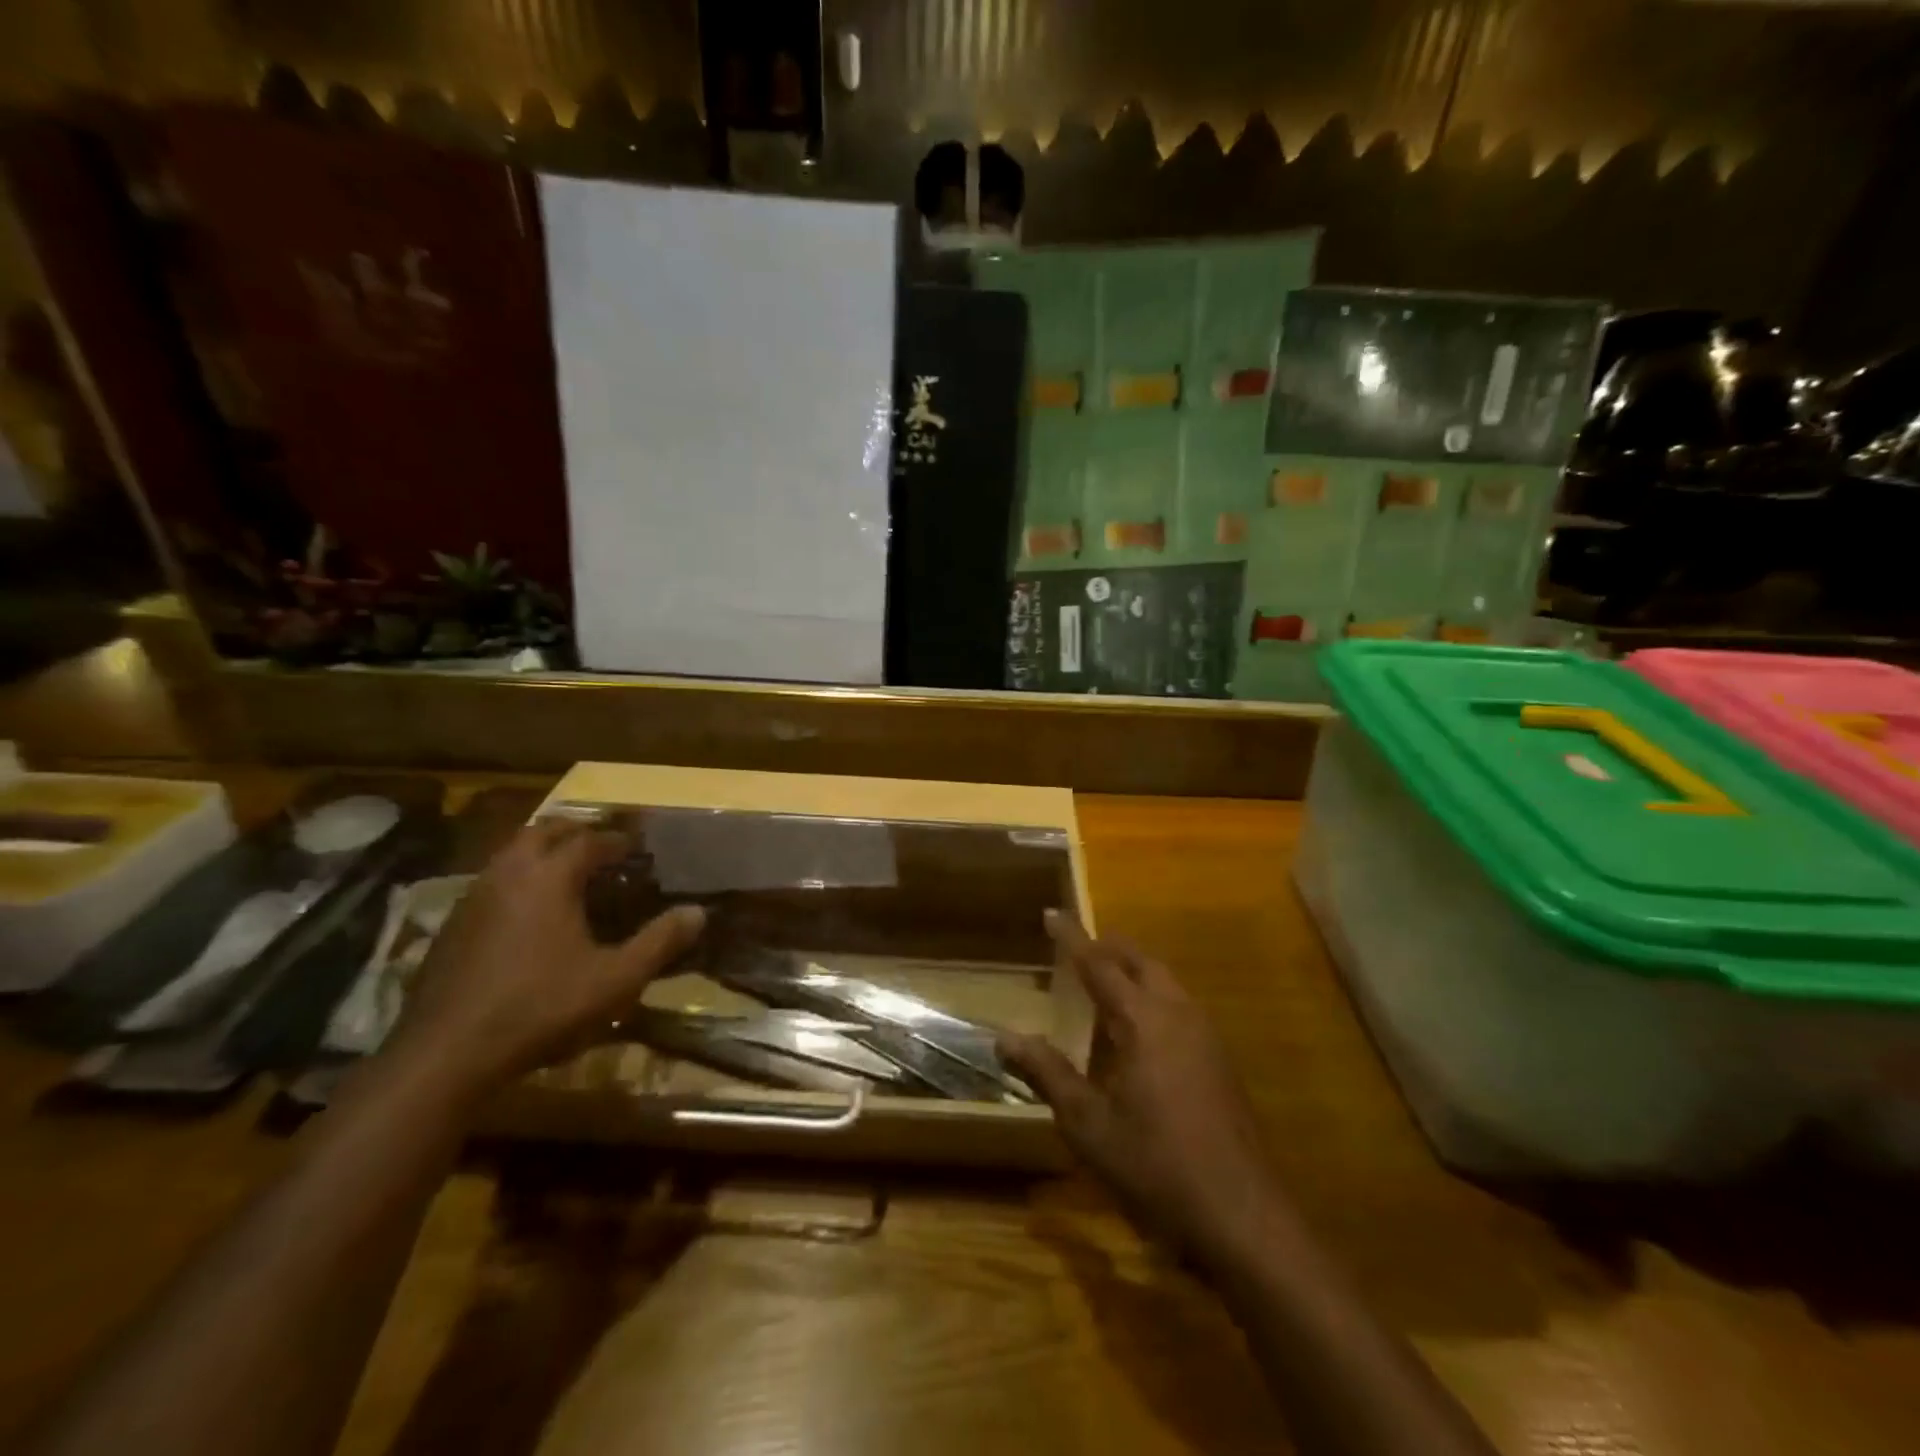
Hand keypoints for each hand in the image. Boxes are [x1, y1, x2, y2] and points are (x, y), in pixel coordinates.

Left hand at [386, 820, 705, 1098]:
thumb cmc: (540, 1008)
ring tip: (566, 874)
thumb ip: (659, 942)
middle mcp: (507, 875)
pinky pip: (491, 884)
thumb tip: (699, 912)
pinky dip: (516, 882)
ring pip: (510, 855)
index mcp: (548, 877)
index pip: (588, 841)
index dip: (616, 840)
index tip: (637, 847)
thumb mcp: (615, 980)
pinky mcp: (451, 927)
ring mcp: (472, 899)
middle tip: (600, 846)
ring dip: (540, 853)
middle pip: (541, 832)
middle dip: (574, 832)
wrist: (444, 1055)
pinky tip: (527, 915)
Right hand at [1000, 913, 1292, 1270]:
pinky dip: (1153, 996)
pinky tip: (1139, 1032)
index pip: (1099, 964)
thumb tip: (1005, 1038)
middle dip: (1108, 947)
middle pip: (1140, 961)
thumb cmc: (1155, 1166)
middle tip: (1078, 948)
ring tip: (1104, 983)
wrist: (1242, 1216)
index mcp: (1143, 1020)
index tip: (1051, 914)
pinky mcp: (1220, 1060)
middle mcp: (1178, 1013)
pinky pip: (1180, 1006)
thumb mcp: (1088, 1124)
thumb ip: (1047, 1073)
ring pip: (1166, 981)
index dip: (1072, 938)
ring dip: (1134, 971)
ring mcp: (1206, 1036)